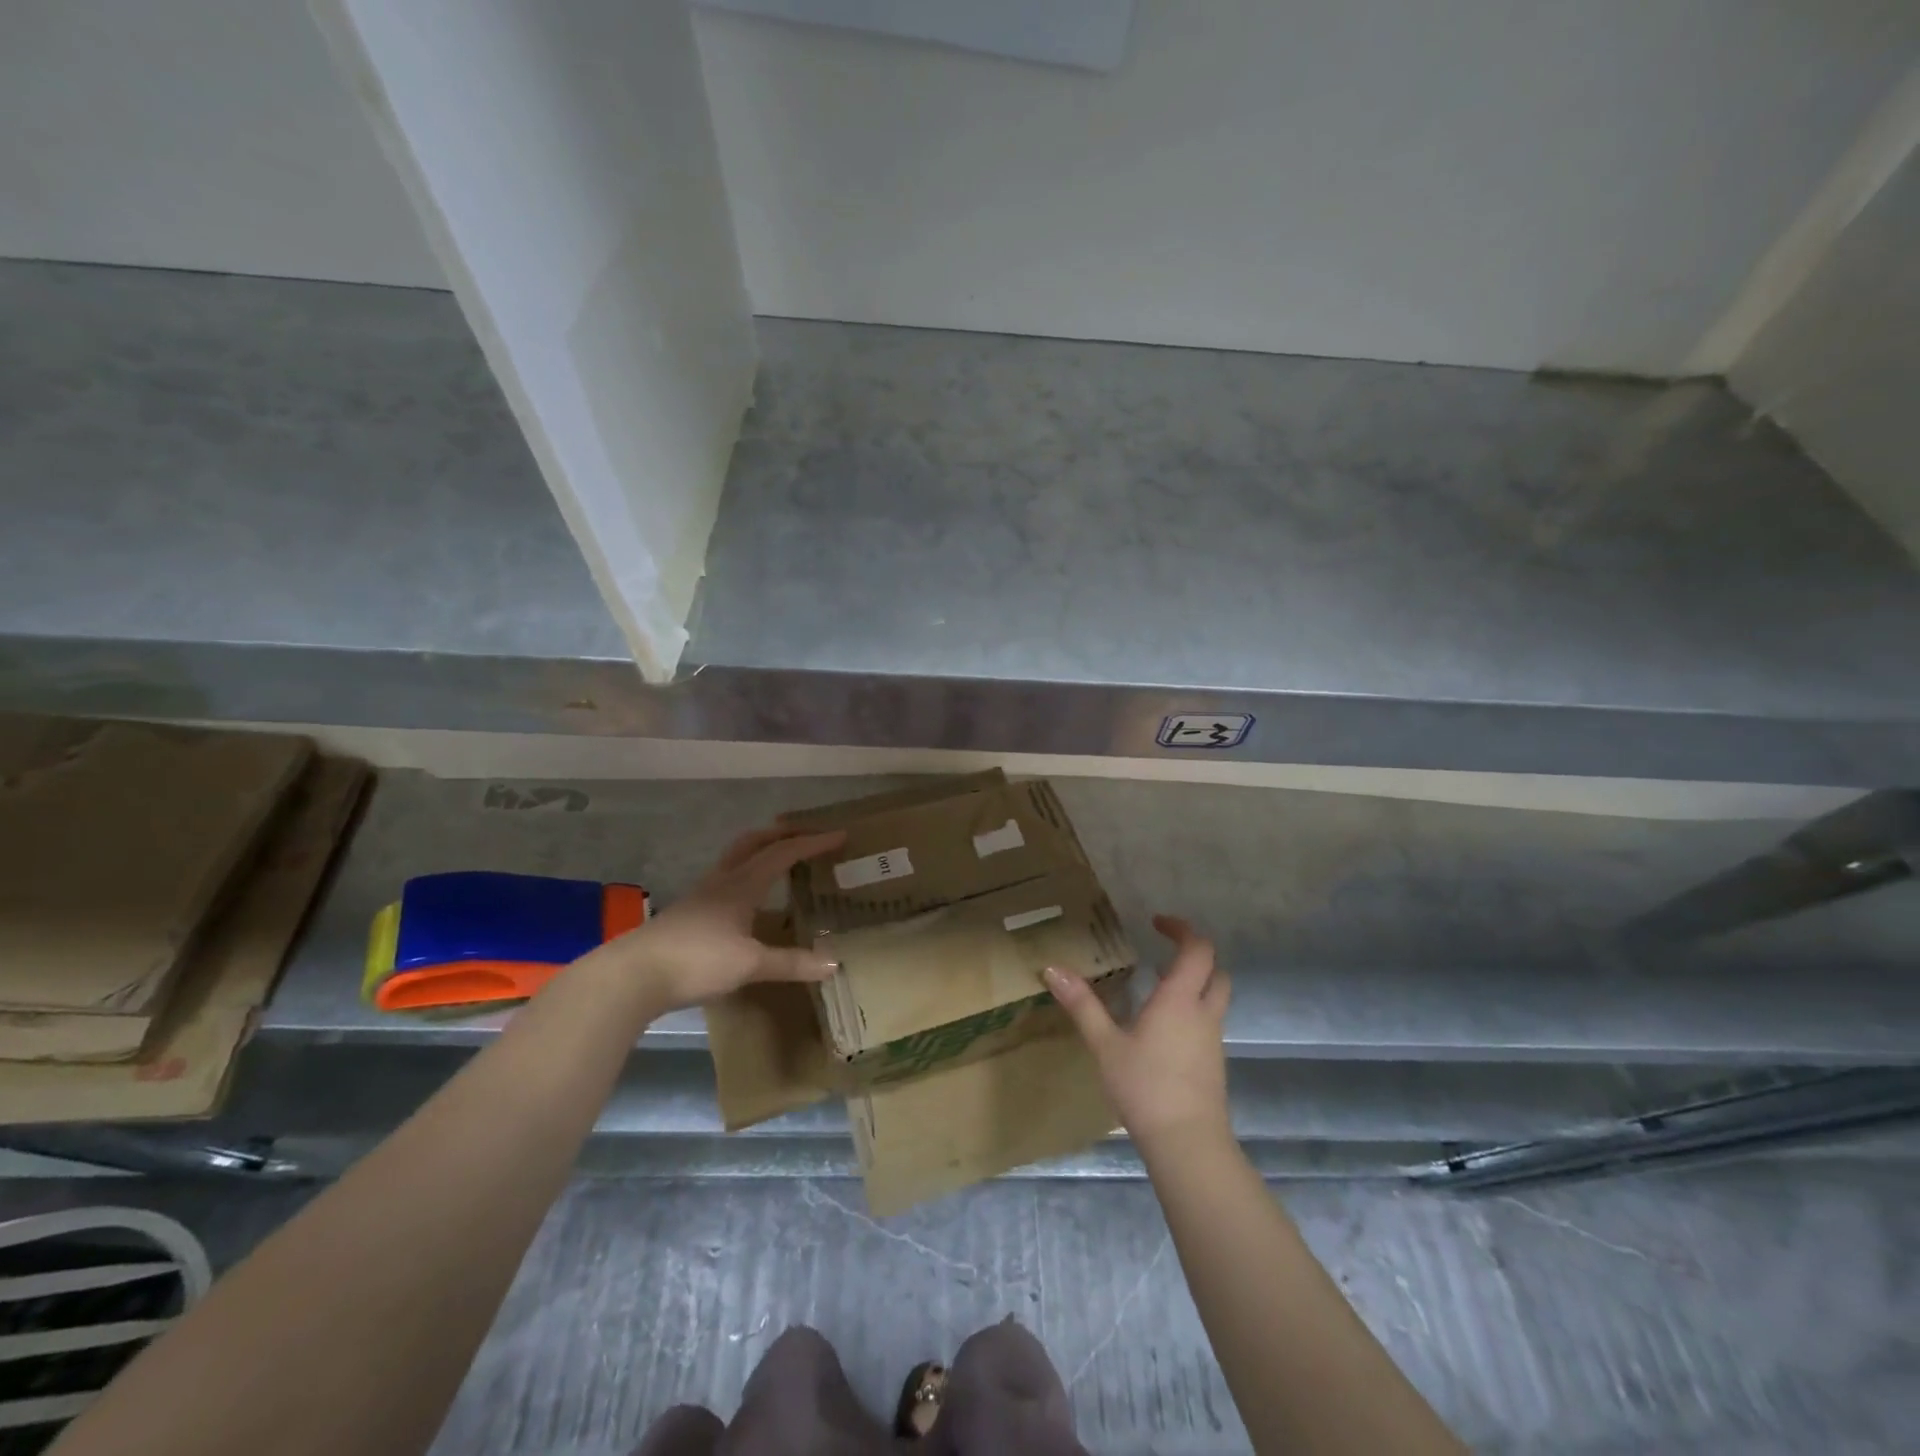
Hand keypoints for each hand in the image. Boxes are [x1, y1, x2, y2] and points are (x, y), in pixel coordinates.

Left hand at [597, 823, 846, 1011]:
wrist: (633, 975)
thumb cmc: (697, 960)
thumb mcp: (750, 964)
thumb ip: (791, 963)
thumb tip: (833, 964)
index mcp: (742, 884)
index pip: (784, 853)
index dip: (813, 843)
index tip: (839, 835)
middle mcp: (722, 881)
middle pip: (753, 842)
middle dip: (782, 833)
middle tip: (807, 834)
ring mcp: (701, 895)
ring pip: (736, 858)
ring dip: (761, 850)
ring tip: (780, 860)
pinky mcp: (688, 912)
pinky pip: (725, 880)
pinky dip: (745, 875)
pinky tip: (749, 899)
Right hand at [1045, 915, 1230, 1149]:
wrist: (1188, 1144)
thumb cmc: (1146, 1087)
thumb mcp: (1105, 1044)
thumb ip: (1082, 1005)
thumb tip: (1052, 969)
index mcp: (1179, 999)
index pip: (1197, 949)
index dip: (1182, 930)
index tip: (1157, 923)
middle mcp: (1203, 1013)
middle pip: (1215, 970)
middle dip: (1194, 954)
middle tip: (1163, 951)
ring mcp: (1213, 1040)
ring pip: (1214, 997)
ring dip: (1194, 983)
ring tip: (1157, 985)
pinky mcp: (1213, 1063)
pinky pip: (1208, 1022)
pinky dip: (1192, 1010)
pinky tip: (1162, 1028)